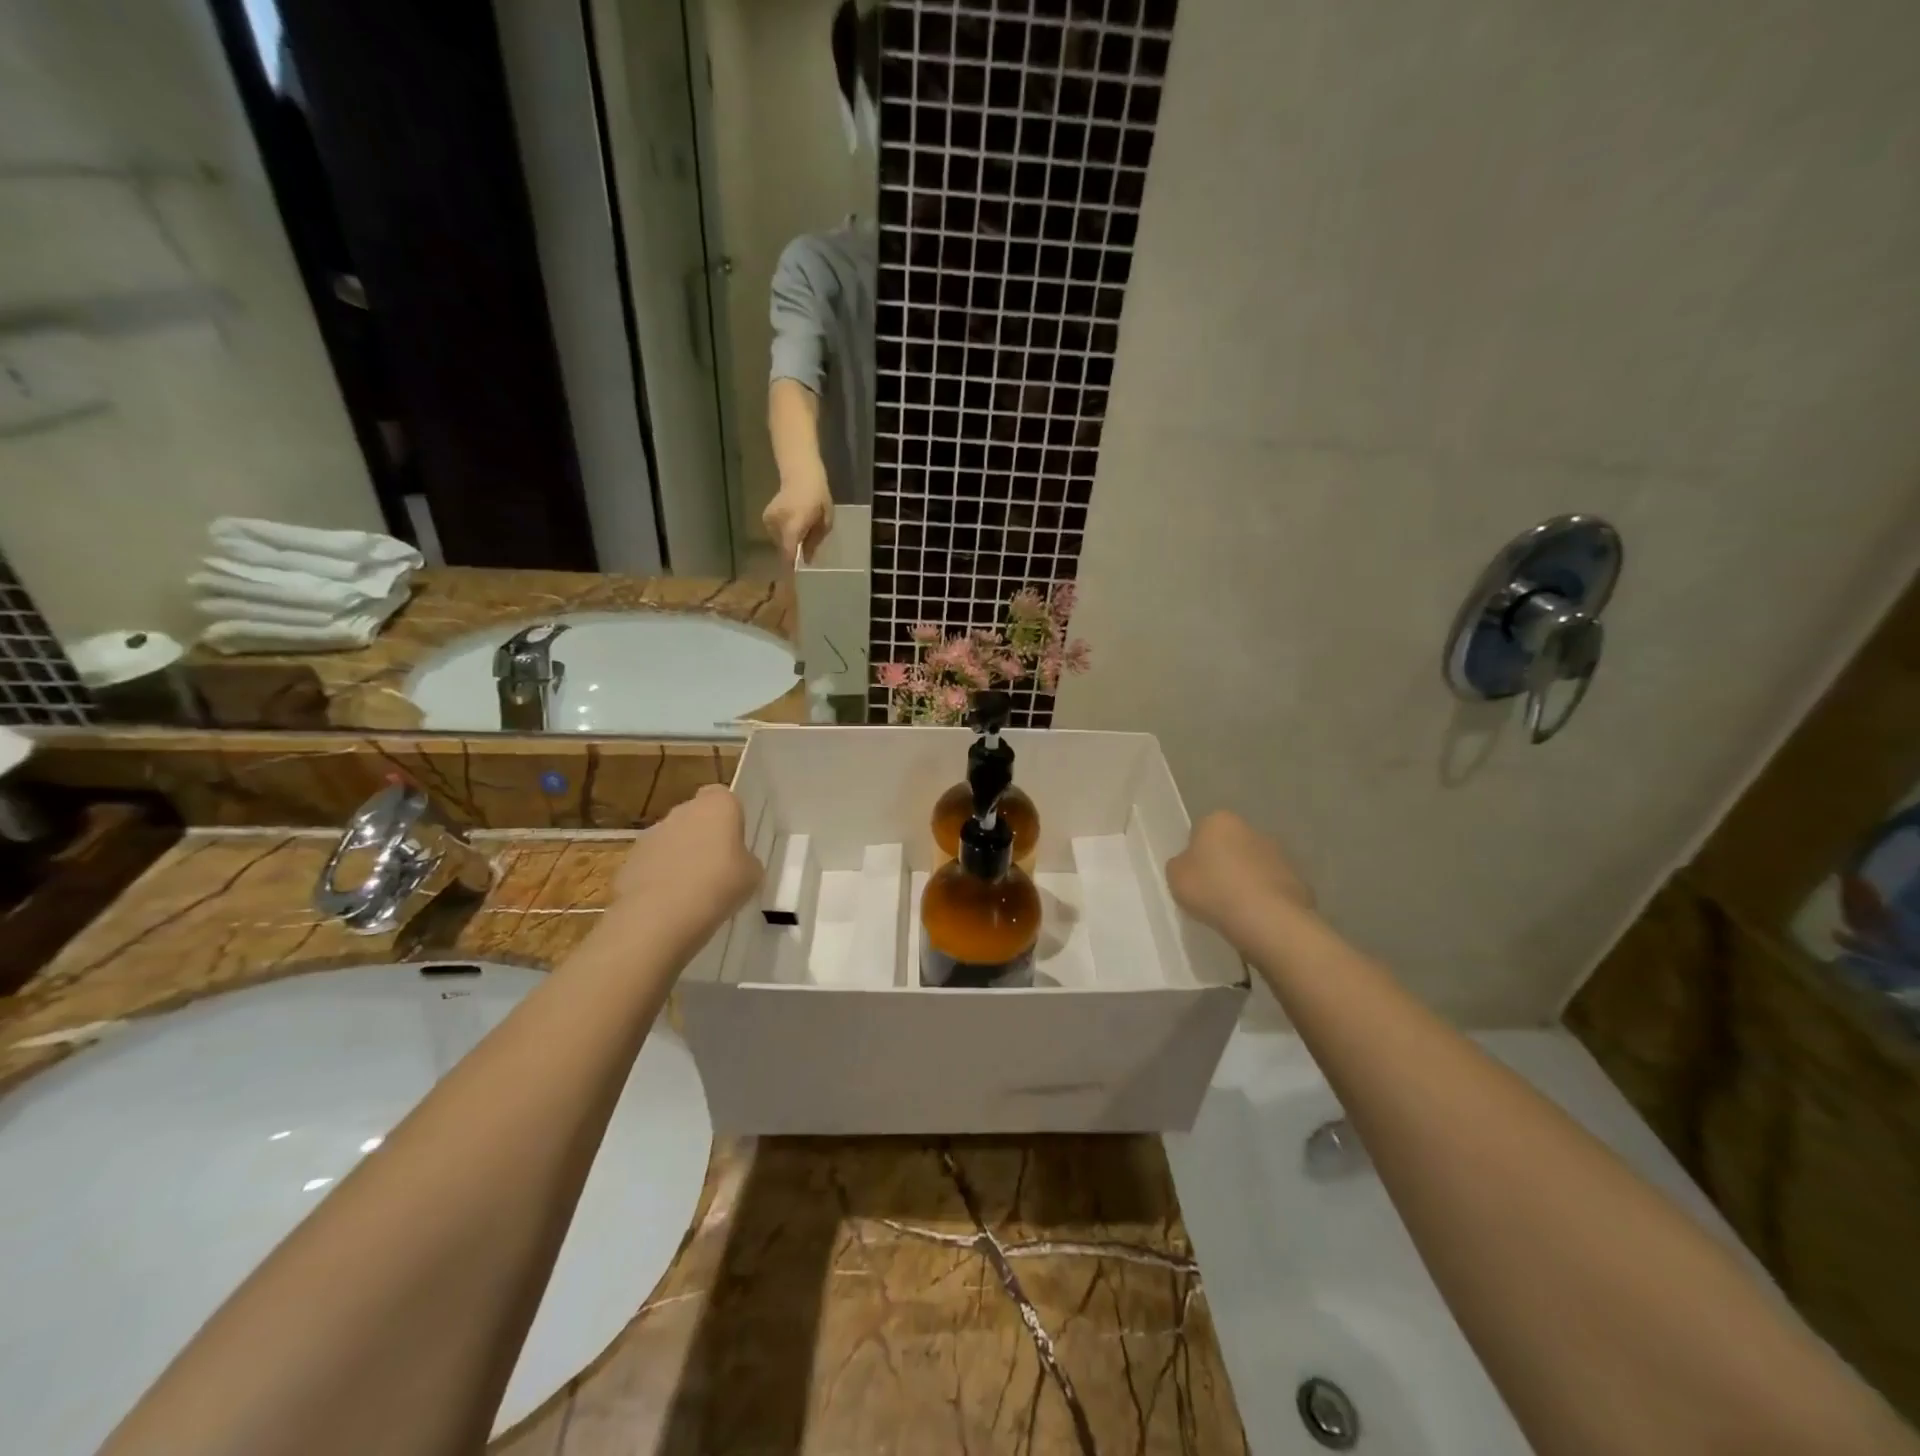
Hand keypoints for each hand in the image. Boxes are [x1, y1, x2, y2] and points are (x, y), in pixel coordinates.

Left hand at [613, 786, 759, 930]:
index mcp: (717, 805)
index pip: (723, 796)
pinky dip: (660, 878)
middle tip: (718, 868)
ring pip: (672, 840)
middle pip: (696, 817)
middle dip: (704, 837)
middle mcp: (682, 811)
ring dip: (680, 857)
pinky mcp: (629, 861)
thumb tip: (737, 863)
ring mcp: (651, 835)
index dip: (729, 817)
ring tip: (693, 892)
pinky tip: (670, 904)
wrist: (659, 916)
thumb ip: (746, 861)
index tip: (735, 841)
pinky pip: (652, 865)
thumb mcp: (753, 875)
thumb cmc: (718, 885)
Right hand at [762, 473, 833, 563]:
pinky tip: (793, 526)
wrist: (801, 474)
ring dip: (789, 544)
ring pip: (779, 542)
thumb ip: (814, 542)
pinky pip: (775, 535)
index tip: (794, 582)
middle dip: (793, 555)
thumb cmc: (818, 497)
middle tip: (805, 554)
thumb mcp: (825, 521)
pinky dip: (784, 536)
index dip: (791, 567)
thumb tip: (807, 561)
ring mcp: (769, 520)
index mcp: (795, 523)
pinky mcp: (765, 518)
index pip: (789, 551)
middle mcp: (778, 522)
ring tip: (801, 532)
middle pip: (784, 549)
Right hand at [1167, 811, 1315, 940]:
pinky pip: (1272, 888)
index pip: (1201, 831)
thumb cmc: (1213, 889)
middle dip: (1223, 863)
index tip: (1193, 876)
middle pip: (1230, 845)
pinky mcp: (1298, 879)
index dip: (1195, 854)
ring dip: (1246, 880)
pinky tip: (1256, 918)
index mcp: (1219, 820)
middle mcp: (1252, 829)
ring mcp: (1280, 854)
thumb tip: (1190, 864)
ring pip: (1254, 866)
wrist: (1267, 919)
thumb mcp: (1175, 877)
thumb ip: (1180, 865)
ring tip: (1235, 909)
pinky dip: (1265, 898)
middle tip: (1212, 892)